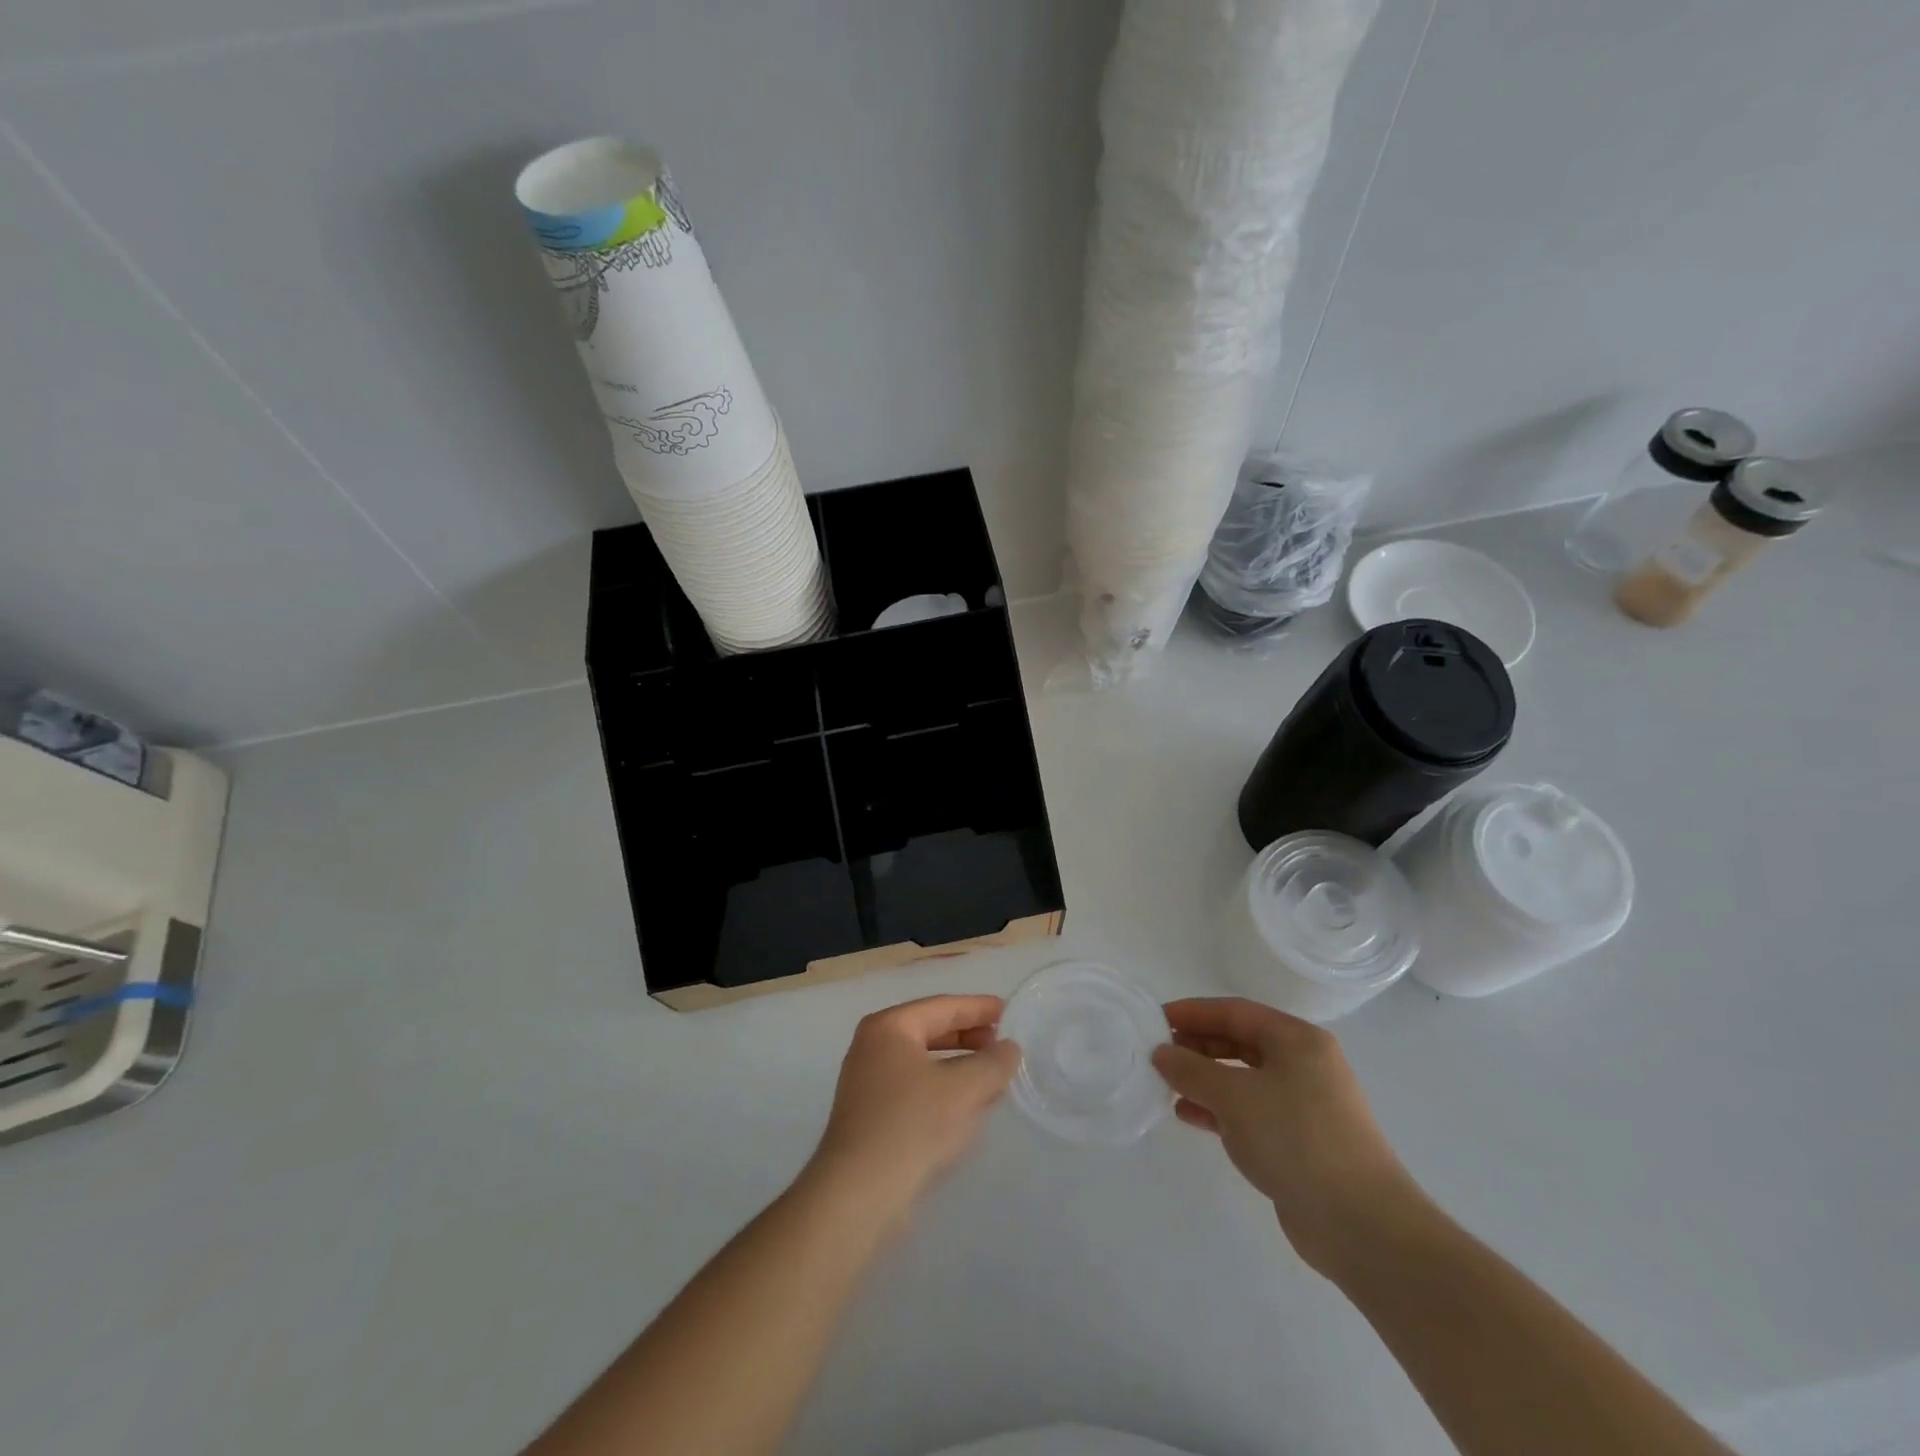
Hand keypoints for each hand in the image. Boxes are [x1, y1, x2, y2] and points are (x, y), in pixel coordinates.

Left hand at [807, 995, 1020, 1219]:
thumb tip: (1009, 1048)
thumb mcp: (964, 1089)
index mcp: (889, 1026)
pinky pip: (916, 1088)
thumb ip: (993, 1063)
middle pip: (931, 1030)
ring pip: (924, 1062)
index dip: (979, 1007)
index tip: (1009, 1011)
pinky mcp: (871, 1116)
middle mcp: (873, 1046)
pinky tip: (967, 1106)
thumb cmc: (911, 1125)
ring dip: (960, 1066)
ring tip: (993, 1076)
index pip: (942, 1006)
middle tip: (1005, 1045)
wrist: (858, 1196)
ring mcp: (868, 1082)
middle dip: (970, 1037)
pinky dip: (944, 1089)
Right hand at [1152, 997, 1426, 1276]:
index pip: (1235, 1011)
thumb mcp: (1233, 1097)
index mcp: (1297, 1040)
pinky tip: (1189, 1116)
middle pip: (1240, 1042)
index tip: (1156, 1019)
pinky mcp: (1300, 1141)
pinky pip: (1251, 1111)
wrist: (1363, 1225)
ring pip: (1244, 1078)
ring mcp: (1305, 1105)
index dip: (1193, 1012)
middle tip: (1159, 1053)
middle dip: (1197, 1045)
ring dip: (1205, 1079)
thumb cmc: (1296, 1139)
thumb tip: (1162, 1053)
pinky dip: (1219, 1109)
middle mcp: (1305, 1064)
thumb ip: (1191, 1070)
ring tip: (1167, 1086)